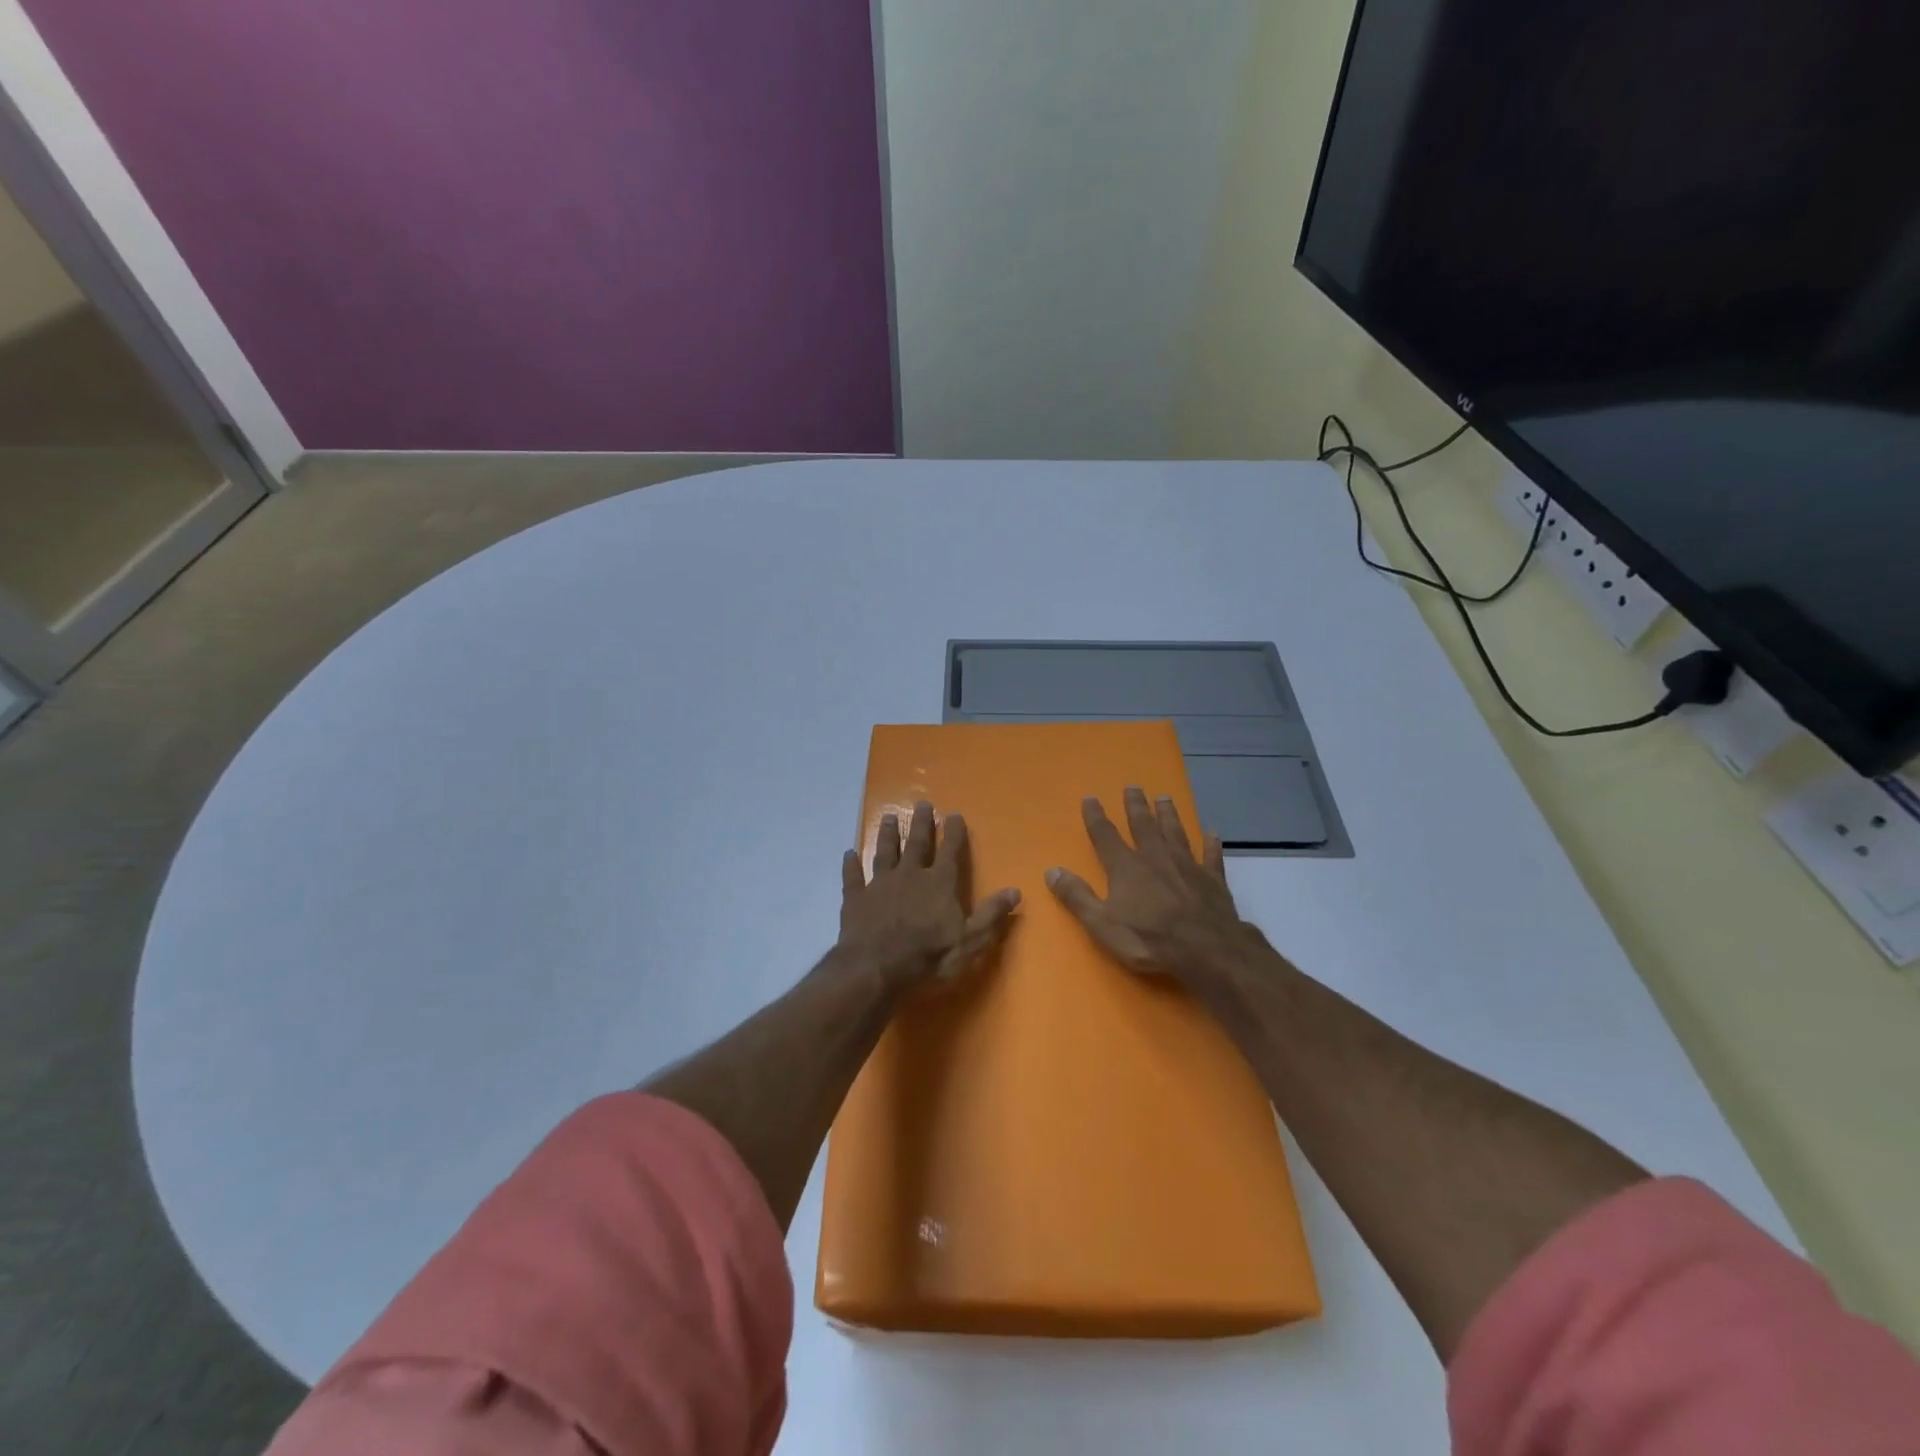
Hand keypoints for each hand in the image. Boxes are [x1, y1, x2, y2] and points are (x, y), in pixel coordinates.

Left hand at [838, 800, 1021, 987]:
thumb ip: (991, 914)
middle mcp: (910, 875)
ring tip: (889, 816)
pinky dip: (851, 865)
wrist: (876, 968)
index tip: (954, 815)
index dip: (954, 833)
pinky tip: (849, 854)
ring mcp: (880, 884)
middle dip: (921, 824)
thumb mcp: (970, 940)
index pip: (951, 852)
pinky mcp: (856, 898)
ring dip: (888, 834)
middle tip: (922, 804)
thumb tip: (1015, 891)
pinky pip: (853, 877)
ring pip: (885, 852)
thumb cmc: (929, 956)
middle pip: (917, 844)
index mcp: (939, 883)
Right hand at [1046, 786, 1261, 984]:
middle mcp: (1155, 857)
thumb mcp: (1102, 924)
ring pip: (1175, 833)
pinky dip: (1211, 844)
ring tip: (1165, 797)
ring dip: (1169, 815)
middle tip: (1133, 786)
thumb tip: (1051, 871)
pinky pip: (1211, 856)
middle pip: (1143, 825)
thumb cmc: (1149, 939)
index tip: (1090, 798)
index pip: (1105, 835)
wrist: (1206, 950)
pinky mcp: (1213, 879)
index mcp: (1126, 867)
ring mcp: (1187, 866)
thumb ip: (1077, 896)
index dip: (1096, 817)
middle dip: (1135, 806)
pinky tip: (1213, 833)